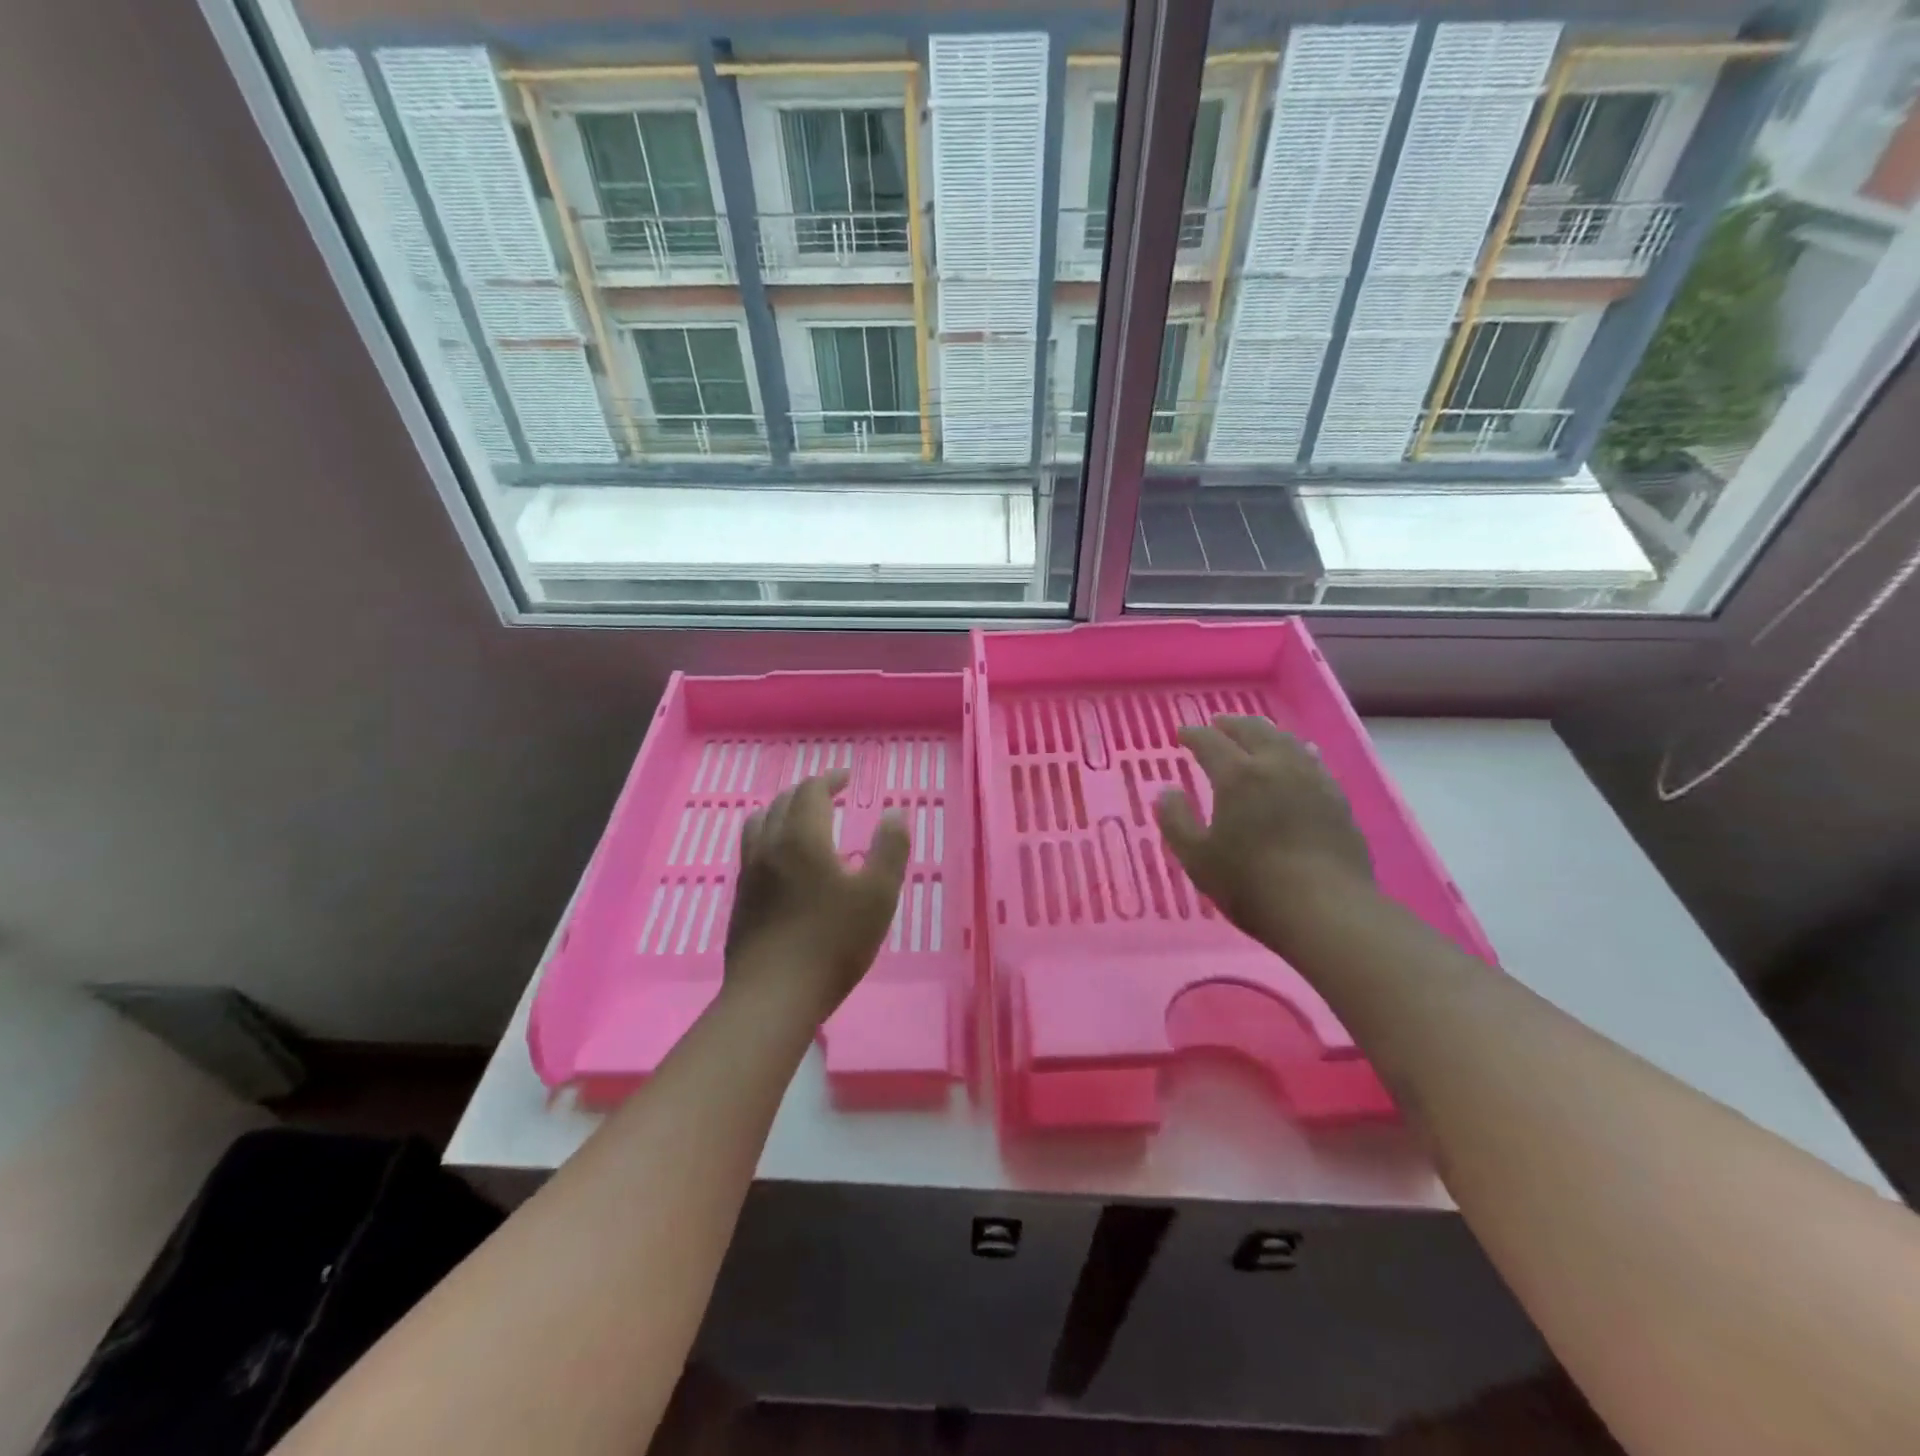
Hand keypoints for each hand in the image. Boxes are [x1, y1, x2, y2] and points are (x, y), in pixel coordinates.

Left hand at [724, 771, 909, 1022]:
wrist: (773, 996)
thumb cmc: (833, 942)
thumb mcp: (878, 895)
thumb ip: (889, 849)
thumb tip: (893, 813)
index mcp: (802, 837)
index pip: (811, 791)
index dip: (830, 779)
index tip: (847, 778)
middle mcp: (770, 845)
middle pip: (783, 802)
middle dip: (808, 791)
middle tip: (830, 794)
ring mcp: (749, 872)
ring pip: (760, 822)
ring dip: (782, 810)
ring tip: (800, 818)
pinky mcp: (740, 898)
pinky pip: (752, 849)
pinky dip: (769, 835)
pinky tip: (782, 860)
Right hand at [1155, 715, 1373, 955]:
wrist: (1327, 910)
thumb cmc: (1251, 884)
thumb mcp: (1197, 858)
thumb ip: (1176, 821)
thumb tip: (1166, 792)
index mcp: (1237, 775)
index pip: (1210, 742)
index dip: (1193, 735)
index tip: (1181, 733)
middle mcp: (1276, 765)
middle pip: (1253, 730)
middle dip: (1231, 724)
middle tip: (1217, 724)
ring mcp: (1312, 779)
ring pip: (1286, 740)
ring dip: (1265, 732)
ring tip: (1255, 734)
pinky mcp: (1337, 798)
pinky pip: (1312, 760)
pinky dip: (1295, 751)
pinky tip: (1299, 757)